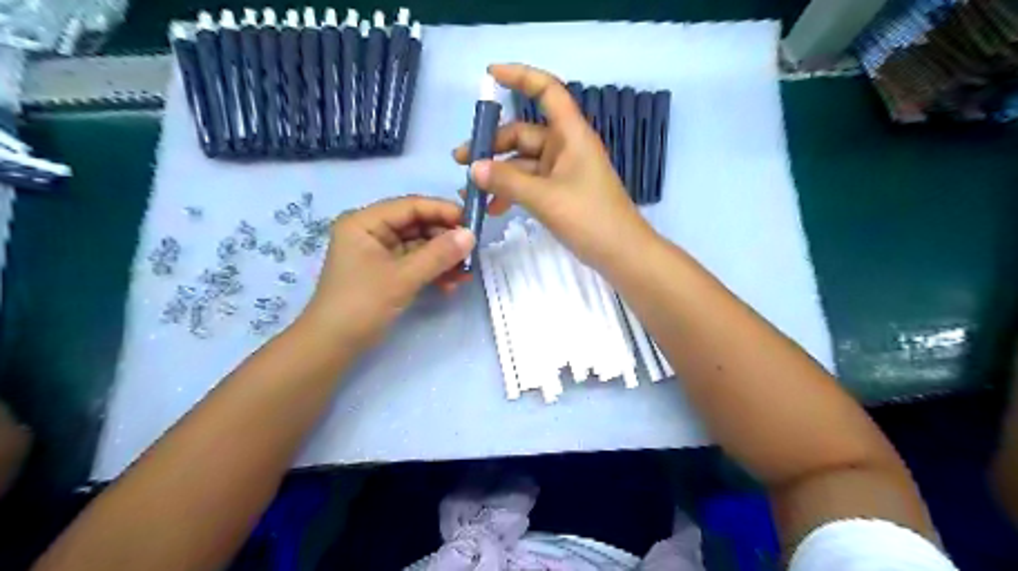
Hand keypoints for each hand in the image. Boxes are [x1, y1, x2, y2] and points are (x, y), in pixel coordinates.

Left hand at [303, 196, 475, 348]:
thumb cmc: (361, 304)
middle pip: (417, 225)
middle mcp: (372, 231)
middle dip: (445, 239)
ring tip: (465, 274)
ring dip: (443, 258)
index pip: (411, 206)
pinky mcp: (387, 271)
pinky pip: (416, 262)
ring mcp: (379, 252)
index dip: (443, 211)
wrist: (333, 346)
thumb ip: (438, 254)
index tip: (473, 223)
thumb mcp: (402, 277)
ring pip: (420, 245)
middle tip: (472, 253)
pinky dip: (433, 271)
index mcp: (365, 222)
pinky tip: (450, 285)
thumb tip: (471, 235)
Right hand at [451, 62, 656, 272]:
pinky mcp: (560, 192)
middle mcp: (565, 147)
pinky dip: (511, 192)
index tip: (489, 77)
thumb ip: (508, 181)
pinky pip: (529, 184)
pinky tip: (492, 208)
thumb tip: (474, 167)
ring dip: (498, 173)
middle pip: (524, 133)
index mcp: (570, 135)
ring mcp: (563, 171)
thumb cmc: (590, 217)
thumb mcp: (545, 197)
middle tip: (460, 161)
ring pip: (523, 162)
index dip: (520, 77)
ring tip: (469, 190)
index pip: (547, 91)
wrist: (621, 253)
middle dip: (492, 145)